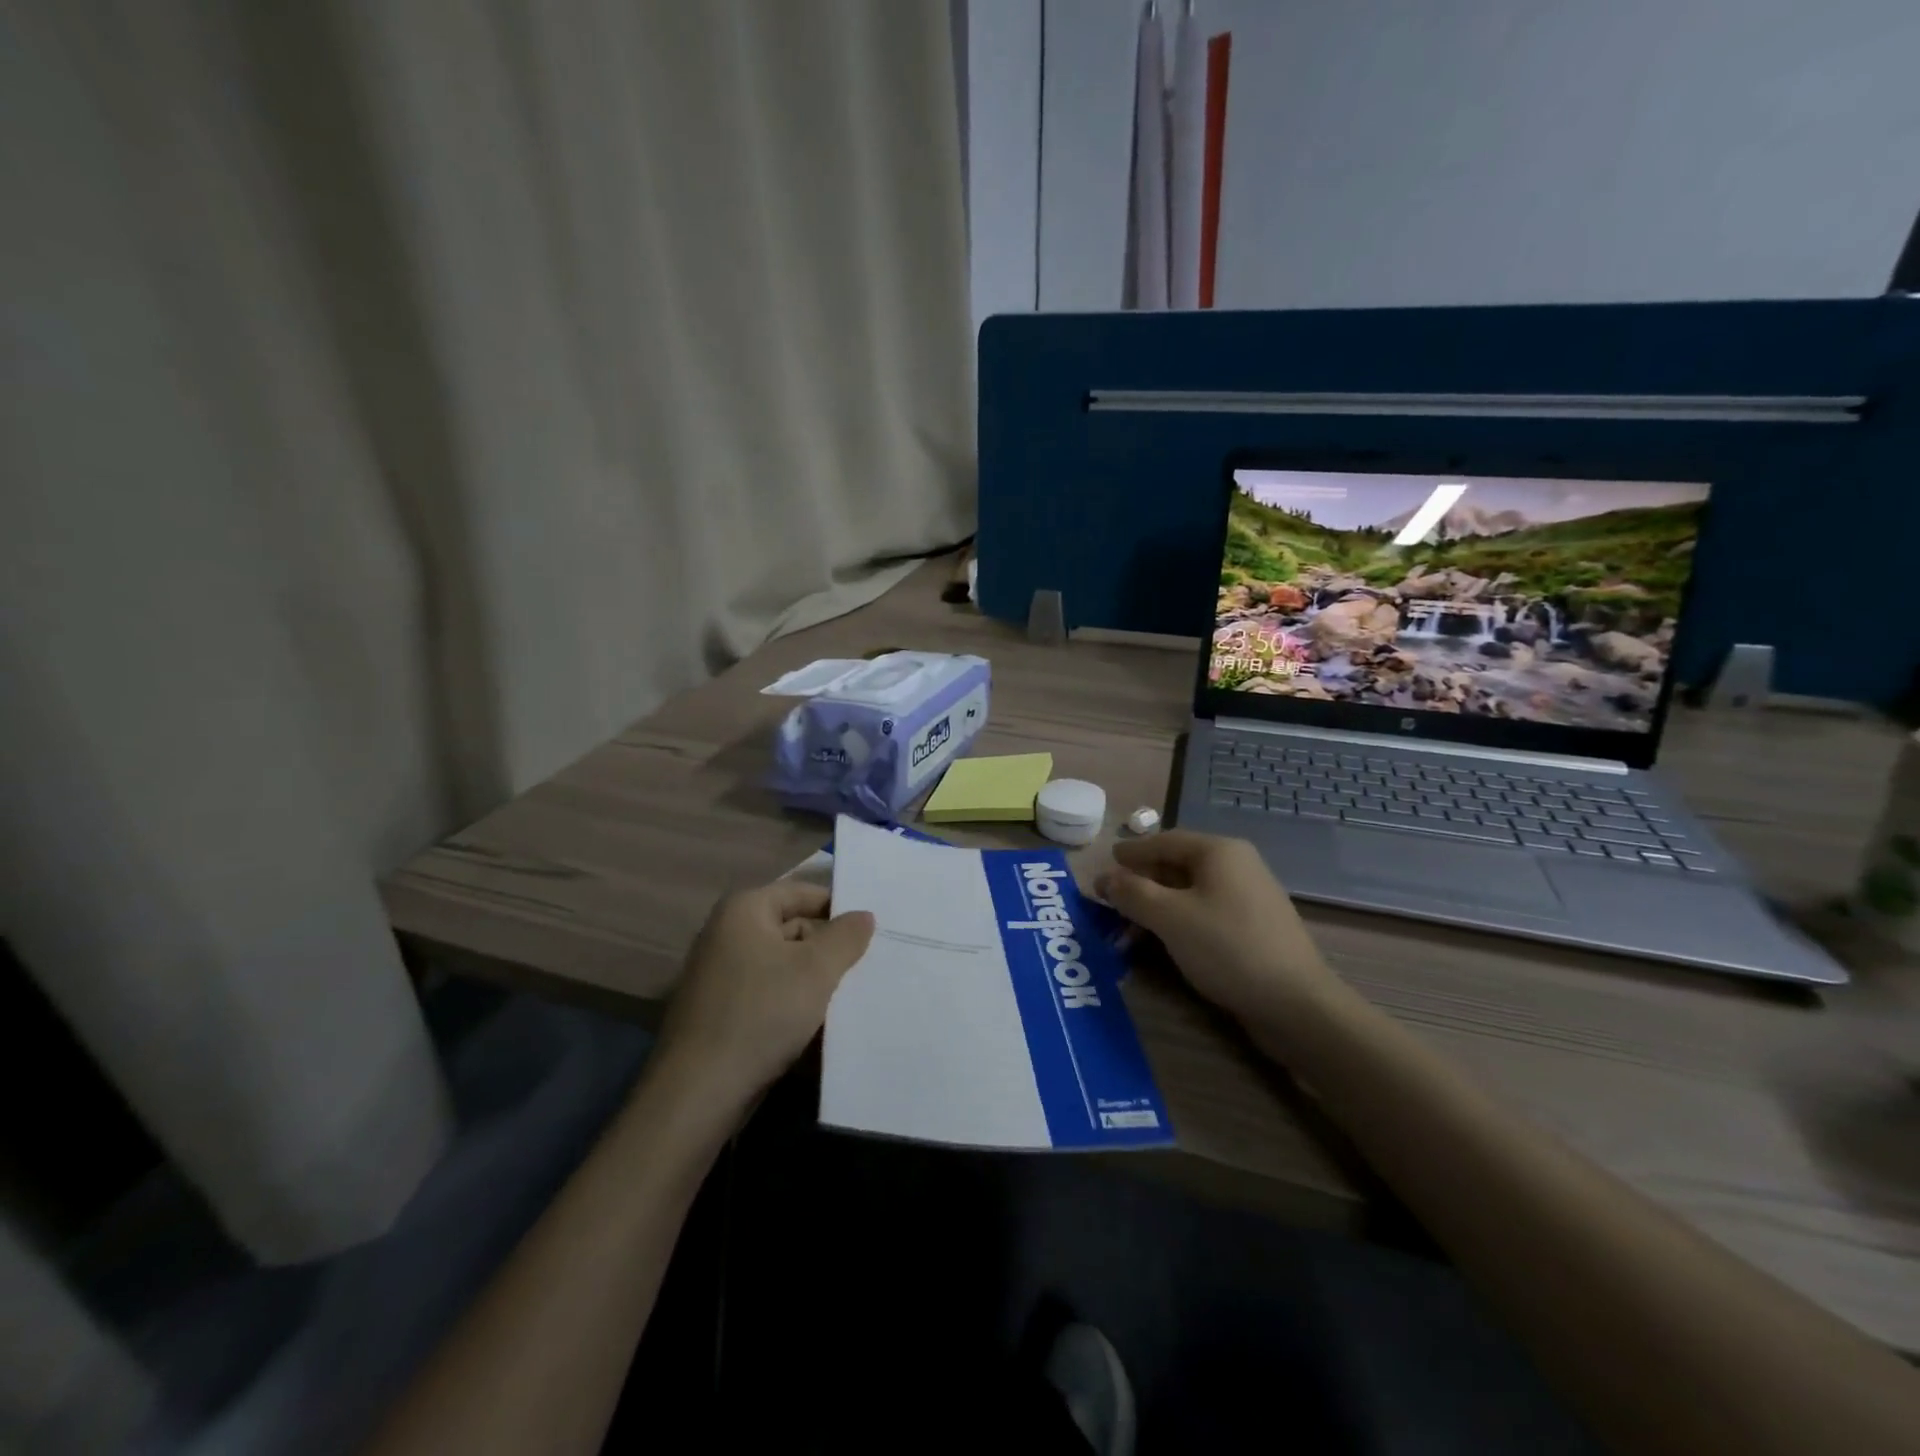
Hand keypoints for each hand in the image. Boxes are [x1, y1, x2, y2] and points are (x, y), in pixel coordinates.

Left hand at [656, 880, 874, 1109]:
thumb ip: (846, 936)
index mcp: (744, 910)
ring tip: (851, 995)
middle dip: (829, 948)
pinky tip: (819, 1022)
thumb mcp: (816, 969)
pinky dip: (793, 1002)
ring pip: (783, 964)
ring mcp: (719, 974)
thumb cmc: (762, 1014)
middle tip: (868, 966)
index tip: (874, 930)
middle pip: (793, 927)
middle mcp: (726, 934)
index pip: (803, 892)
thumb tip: (863, 915)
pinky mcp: (720, 1011)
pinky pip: (768, 993)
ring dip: (814, 979)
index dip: (839, 908)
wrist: (699, 1093)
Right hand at [1096, 830, 1333, 1024]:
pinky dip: (1179, 921)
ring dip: (1157, 907)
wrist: (1296, 1003)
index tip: (1106, 861)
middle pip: (1177, 865)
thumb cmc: (1227, 947)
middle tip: (1112, 900)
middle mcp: (1237, 865)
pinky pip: (1206, 912)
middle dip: (1141, 883)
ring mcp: (1249, 897)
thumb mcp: (1169, 917)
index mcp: (1219, 852)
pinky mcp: (1254, 927)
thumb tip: (1104, 878)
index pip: (1165, 841)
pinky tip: (1163, 943)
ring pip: (1190, 892)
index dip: (1132, 852)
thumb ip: (1132, 893)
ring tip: (1129, 931)